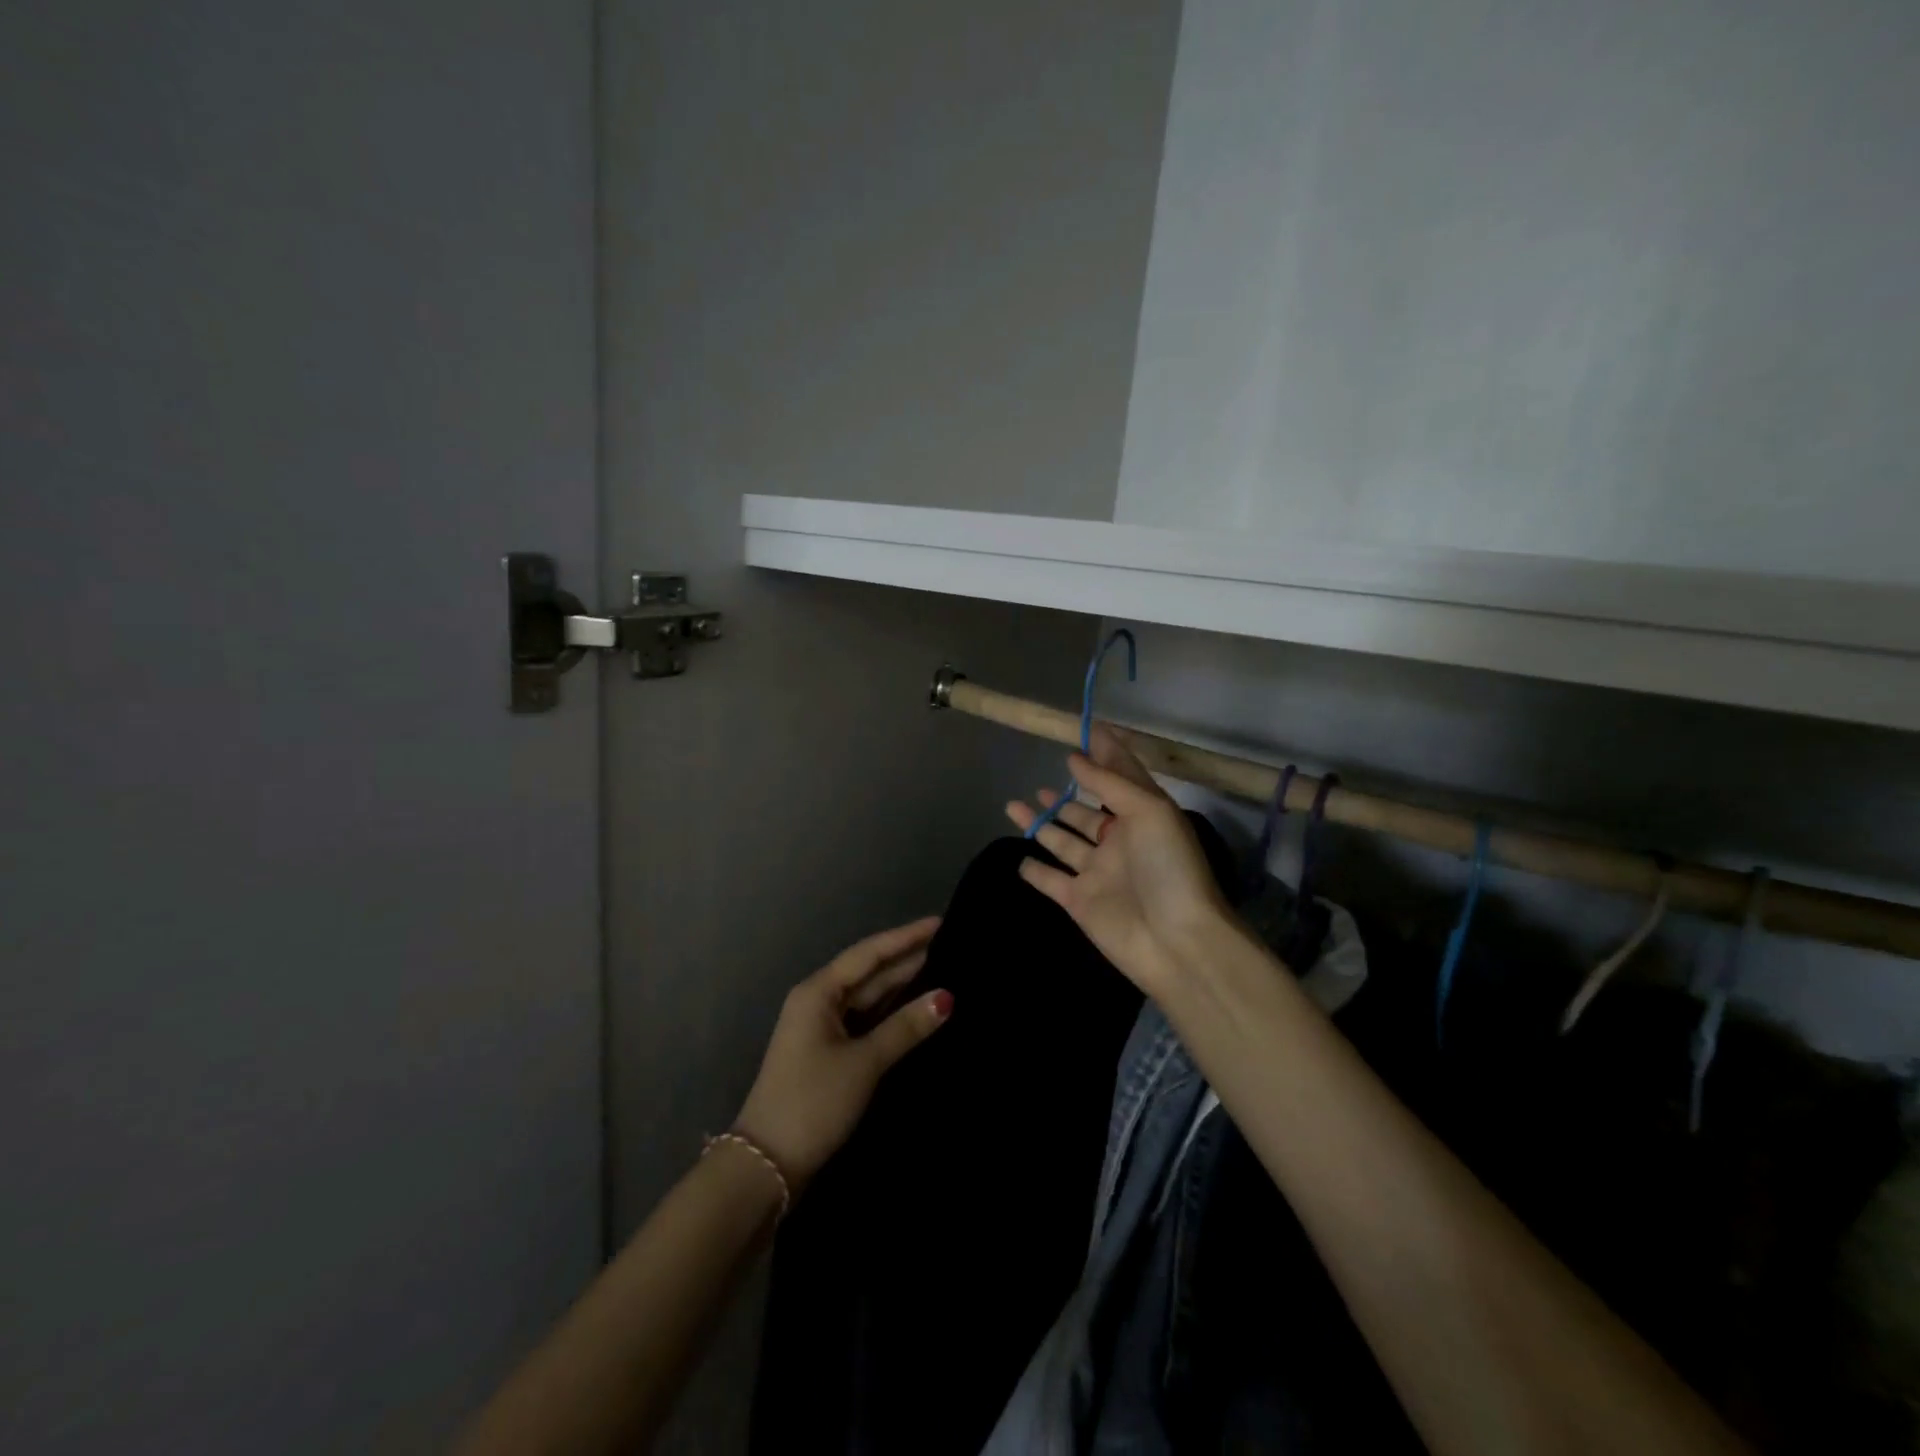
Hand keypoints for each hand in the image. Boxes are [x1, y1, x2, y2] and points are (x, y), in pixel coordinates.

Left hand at [734, 917, 949, 1191]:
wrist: (766, 1164)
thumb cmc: (813, 1102)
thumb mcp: (864, 1063)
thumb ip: (905, 1028)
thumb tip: (946, 997)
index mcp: (818, 992)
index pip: (869, 953)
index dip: (906, 937)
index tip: (940, 922)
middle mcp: (818, 1001)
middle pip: (869, 972)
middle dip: (907, 958)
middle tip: (951, 944)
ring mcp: (821, 1028)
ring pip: (868, 997)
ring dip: (901, 985)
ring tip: (942, 968)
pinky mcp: (827, 1053)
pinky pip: (865, 1020)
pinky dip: (890, 1013)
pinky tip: (916, 1009)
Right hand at [1006, 724, 1232, 991]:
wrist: (1175, 941)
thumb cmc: (1168, 868)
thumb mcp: (1149, 811)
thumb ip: (1110, 782)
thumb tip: (1074, 756)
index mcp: (1142, 817)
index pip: (1119, 777)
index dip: (1104, 755)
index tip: (1084, 731)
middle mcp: (1118, 842)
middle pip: (1086, 813)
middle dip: (1066, 798)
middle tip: (1042, 782)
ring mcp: (1096, 873)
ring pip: (1062, 842)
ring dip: (1041, 824)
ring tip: (1014, 805)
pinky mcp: (1078, 902)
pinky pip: (1050, 881)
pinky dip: (1035, 871)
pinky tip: (1020, 858)